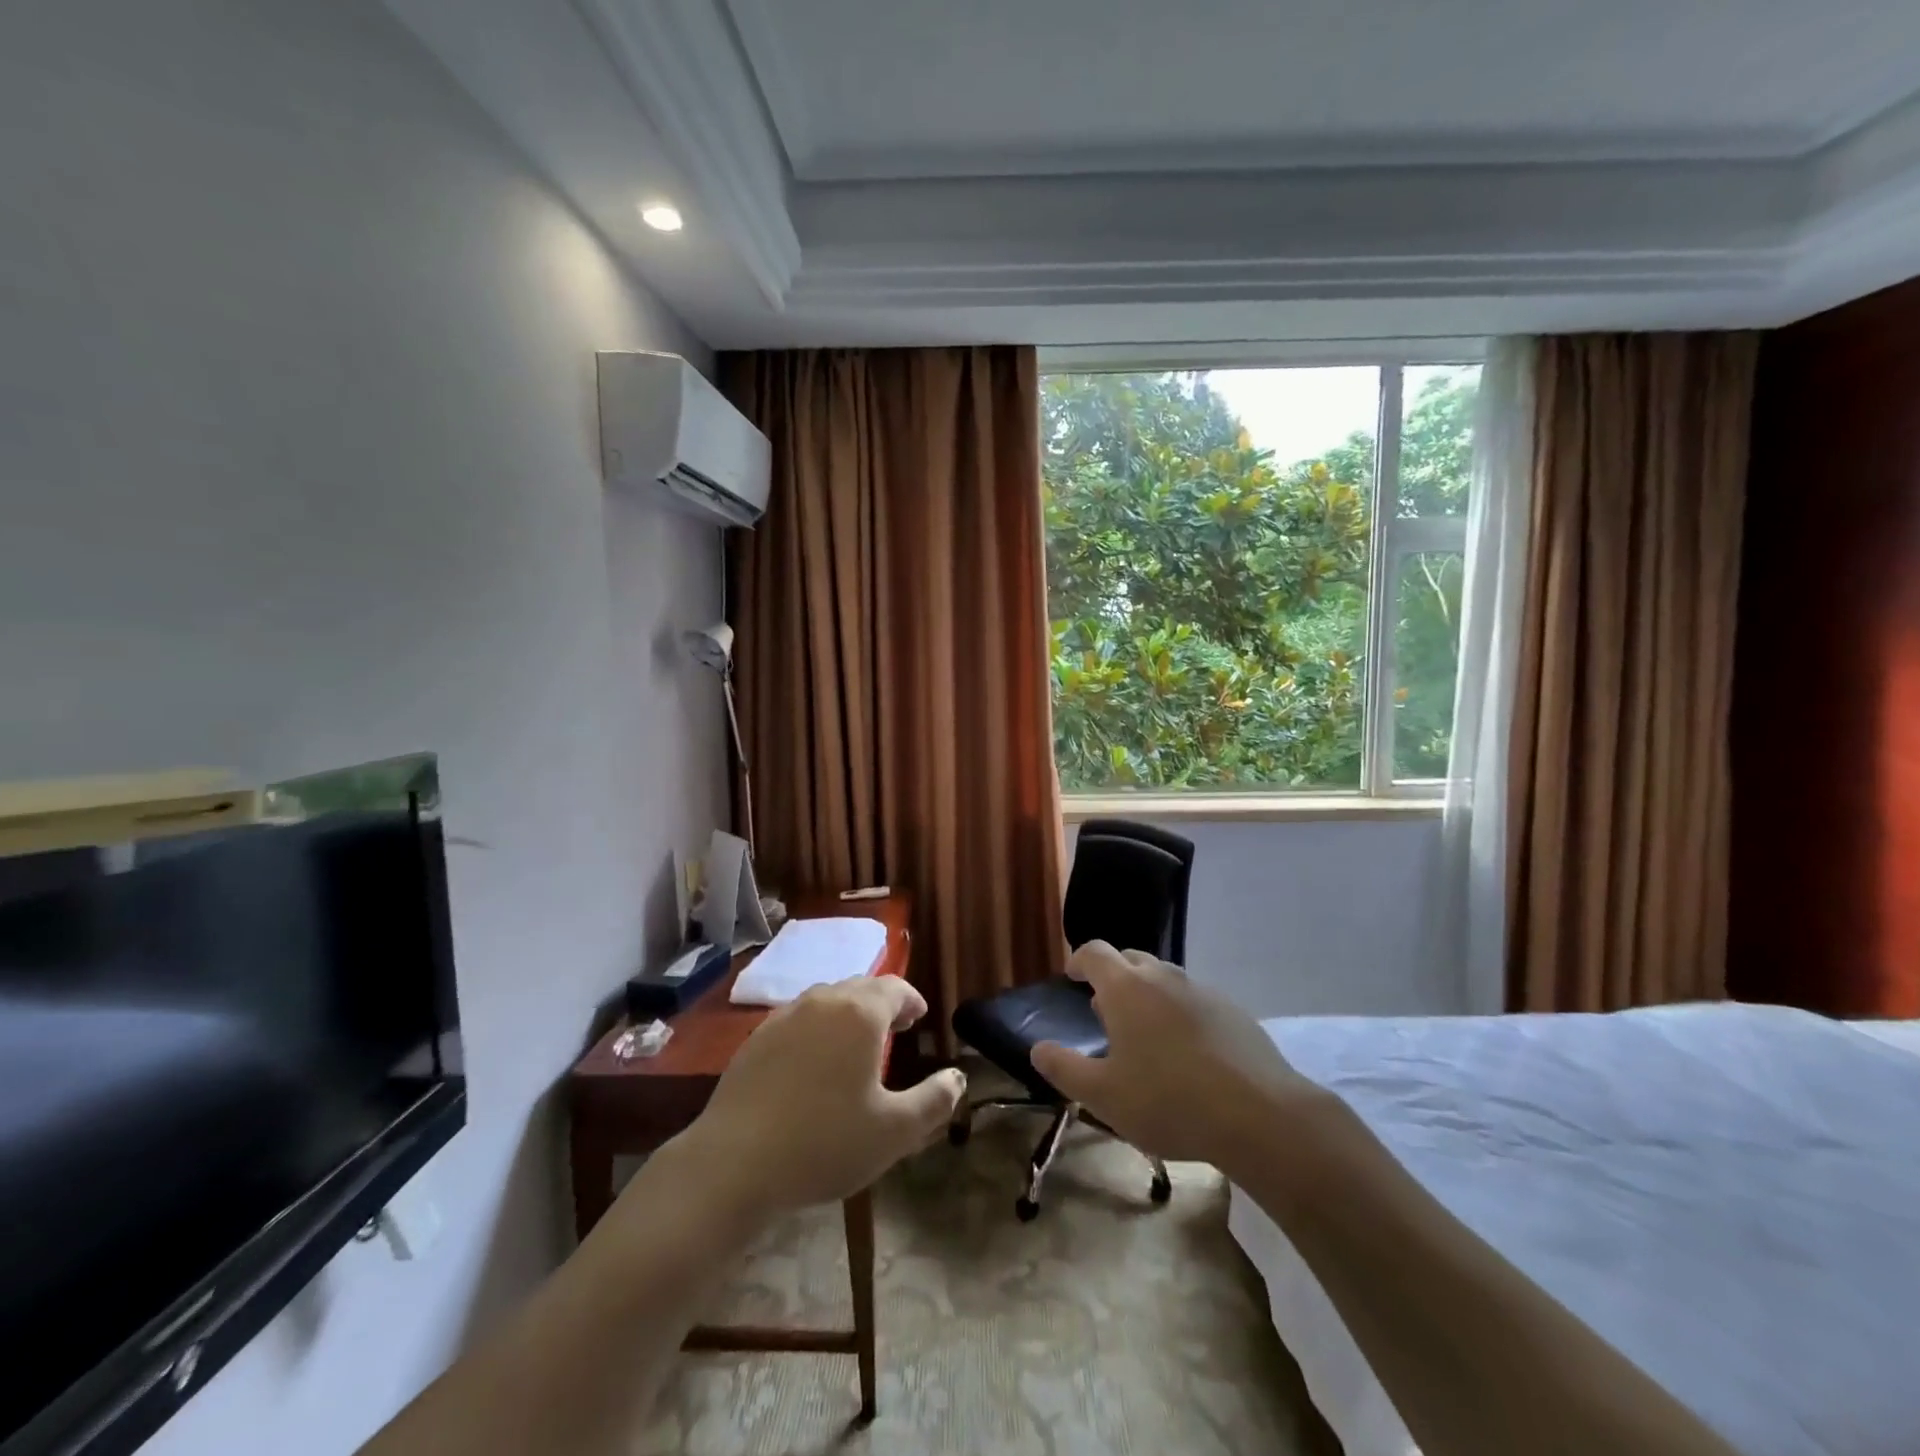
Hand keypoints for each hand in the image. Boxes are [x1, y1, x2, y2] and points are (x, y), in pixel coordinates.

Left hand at [673, 976, 965, 1220]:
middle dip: (883, 1004)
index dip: (911, 1000)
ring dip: (849, 1014)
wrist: (734, 1162)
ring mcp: (784, 1016)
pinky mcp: (757, 1038)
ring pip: (827, 1001)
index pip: (895, 988)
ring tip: (857, 1045)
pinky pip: (799, 1019)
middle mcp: (823, 1002)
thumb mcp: (894, 1132)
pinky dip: (818, 1029)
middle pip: (860, 988)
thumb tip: (958, 1077)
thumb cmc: (825, 1142)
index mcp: (860, 1014)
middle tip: (895, 1030)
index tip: (919, 1018)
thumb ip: (934, 1100)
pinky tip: (815, 1063)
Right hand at [1030, 942, 1322, 1164]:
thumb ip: (1064, 1069)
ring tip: (1145, 1033)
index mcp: (1126, 988)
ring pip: (1165, 979)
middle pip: (1131, 959)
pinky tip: (1187, 1051)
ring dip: (1147, 994)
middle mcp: (1162, 977)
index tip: (1072, 976)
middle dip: (1113, 976)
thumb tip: (1038, 1049)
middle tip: (1105, 1009)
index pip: (1095, 952)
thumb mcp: (1103, 1096)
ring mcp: (1201, 990)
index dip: (1079, 960)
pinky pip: (1194, 999)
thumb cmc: (1168, 1101)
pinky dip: (1179, 1012)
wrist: (1259, 1115)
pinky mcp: (1232, 1010)